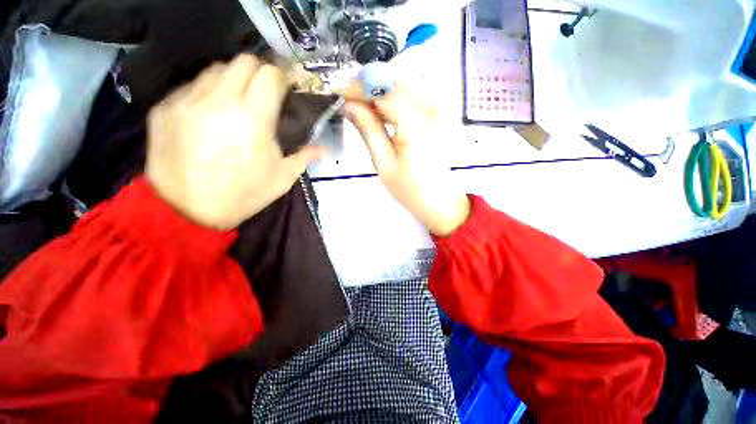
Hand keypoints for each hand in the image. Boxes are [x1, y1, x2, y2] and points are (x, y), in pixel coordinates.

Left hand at [146, 54, 325, 229]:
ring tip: (238, 102)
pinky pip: (191, 87)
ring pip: (215, 69)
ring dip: (233, 79)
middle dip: (260, 71)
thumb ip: (306, 156)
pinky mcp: (165, 108)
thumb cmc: (244, 194)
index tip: (287, 86)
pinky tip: (211, 115)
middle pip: (243, 61)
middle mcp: (219, 100)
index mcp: (253, 118)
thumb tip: (326, 149)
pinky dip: (208, 93)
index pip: (270, 74)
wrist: (188, 211)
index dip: (283, 76)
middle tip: (266, 91)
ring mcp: (186, 101)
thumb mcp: (282, 178)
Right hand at [344, 85, 469, 236]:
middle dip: (371, 88)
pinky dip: (397, 100)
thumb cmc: (410, 190)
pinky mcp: (444, 116)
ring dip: (383, 93)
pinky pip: (417, 98)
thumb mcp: (384, 164)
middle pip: (397, 86)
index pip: (387, 93)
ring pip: (407, 89)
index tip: (340, 89)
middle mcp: (435, 112)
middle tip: (349, 99)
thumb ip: (368, 130)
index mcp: (419, 128)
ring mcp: (444, 112)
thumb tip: (349, 104)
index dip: (361, 87)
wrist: (440, 201)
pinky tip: (384, 112)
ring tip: (362, 106)